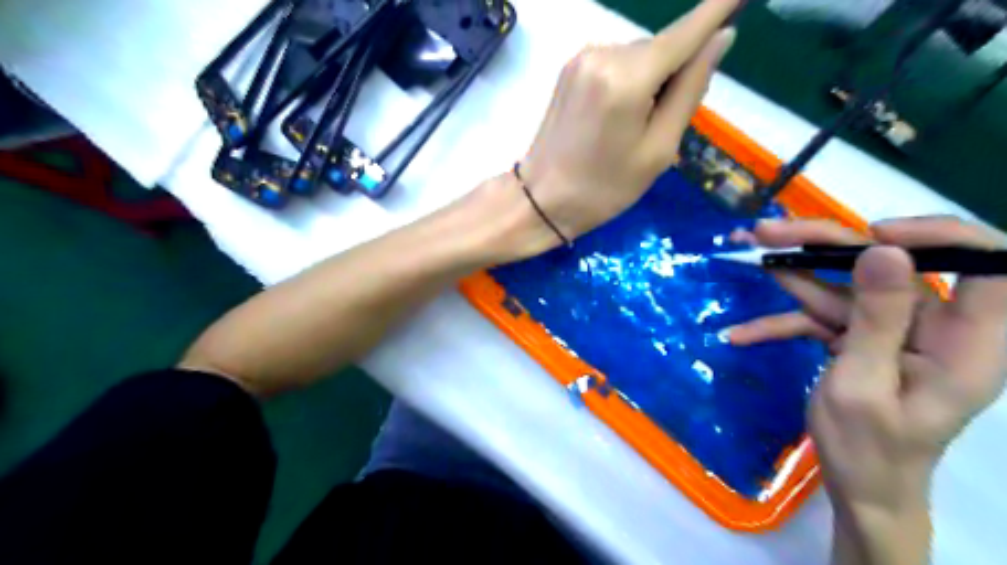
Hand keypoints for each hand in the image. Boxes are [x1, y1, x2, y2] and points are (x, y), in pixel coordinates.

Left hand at [515, 0, 736, 245]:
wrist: (541, 199)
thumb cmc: (604, 187)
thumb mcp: (658, 150)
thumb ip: (690, 90)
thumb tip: (721, 37)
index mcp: (628, 78)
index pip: (685, 32)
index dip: (718, 9)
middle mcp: (603, 54)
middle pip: (661, 49)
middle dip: (674, 74)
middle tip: (659, 125)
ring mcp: (582, 58)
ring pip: (639, 56)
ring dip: (650, 80)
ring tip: (631, 127)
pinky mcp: (570, 68)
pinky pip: (616, 62)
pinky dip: (629, 81)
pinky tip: (615, 116)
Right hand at [729, 215, 1002, 529]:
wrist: (858, 488)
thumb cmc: (870, 448)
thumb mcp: (863, 383)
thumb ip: (876, 317)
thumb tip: (884, 250)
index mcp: (966, 340)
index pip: (987, 264)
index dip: (938, 235)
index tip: (873, 236)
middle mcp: (935, 326)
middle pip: (888, 265)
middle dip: (825, 245)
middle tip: (767, 233)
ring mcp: (892, 331)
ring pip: (844, 286)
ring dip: (792, 274)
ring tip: (747, 250)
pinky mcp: (860, 339)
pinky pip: (822, 319)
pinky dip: (782, 324)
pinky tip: (741, 334)